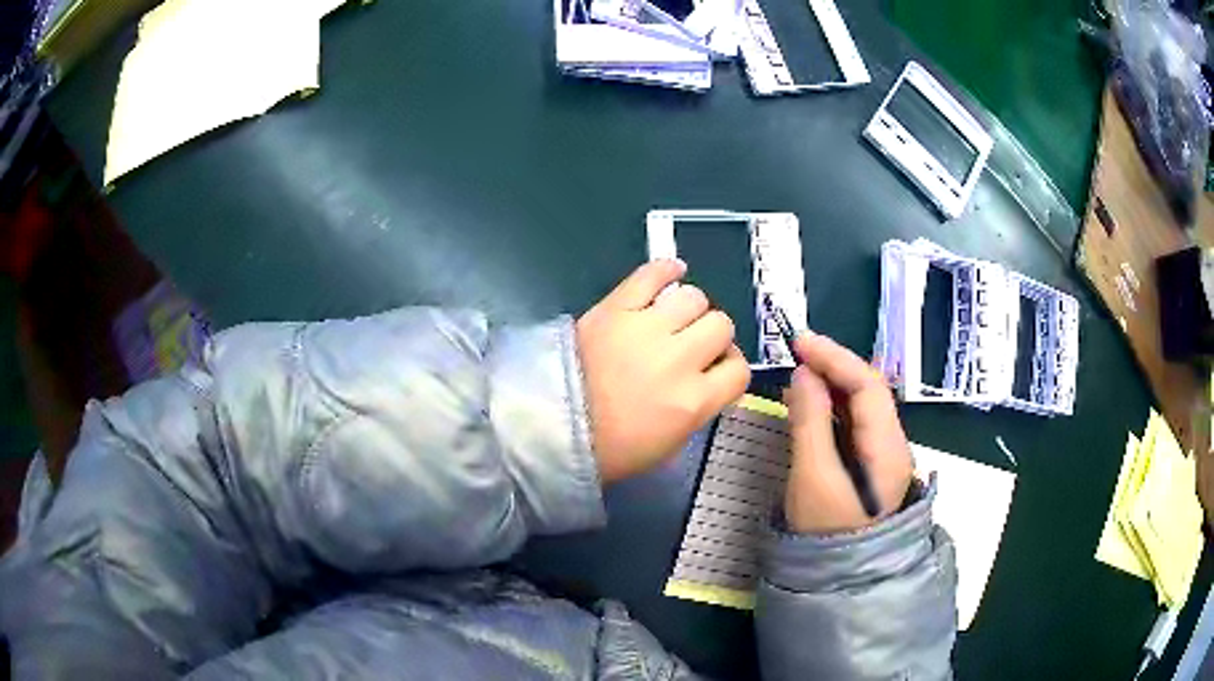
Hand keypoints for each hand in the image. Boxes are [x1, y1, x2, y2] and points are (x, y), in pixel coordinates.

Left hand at [577, 260, 750, 482]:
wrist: (550, 427)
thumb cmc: (611, 448)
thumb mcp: (668, 445)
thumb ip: (698, 408)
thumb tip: (709, 379)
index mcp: (693, 401)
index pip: (739, 370)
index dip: (730, 368)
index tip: (715, 369)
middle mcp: (679, 359)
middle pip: (721, 326)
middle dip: (712, 337)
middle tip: (691, 345)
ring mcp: (646, 329)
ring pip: (695, 297)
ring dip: (691, 308)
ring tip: (675, 318)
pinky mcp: (616, 308)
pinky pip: (652, 274)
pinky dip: (667, 270)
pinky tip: (673, 273)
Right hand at [783, 332, 912, 533]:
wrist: (842, 580)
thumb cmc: (827, 531)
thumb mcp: (813, 477)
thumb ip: (810, 423)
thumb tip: (803, 374)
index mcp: (887, 446)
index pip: (867, 385)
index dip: (834, 358)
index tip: (799, 342)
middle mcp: (893, 443)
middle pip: (869, 391)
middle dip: (834, 366)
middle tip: (796, 352)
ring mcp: (883, 455)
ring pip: (862, 406)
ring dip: (833, 384)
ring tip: (800, 372)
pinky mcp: (870, 465)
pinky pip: (854, 424)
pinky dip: (833, 407)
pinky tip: (812, 405)